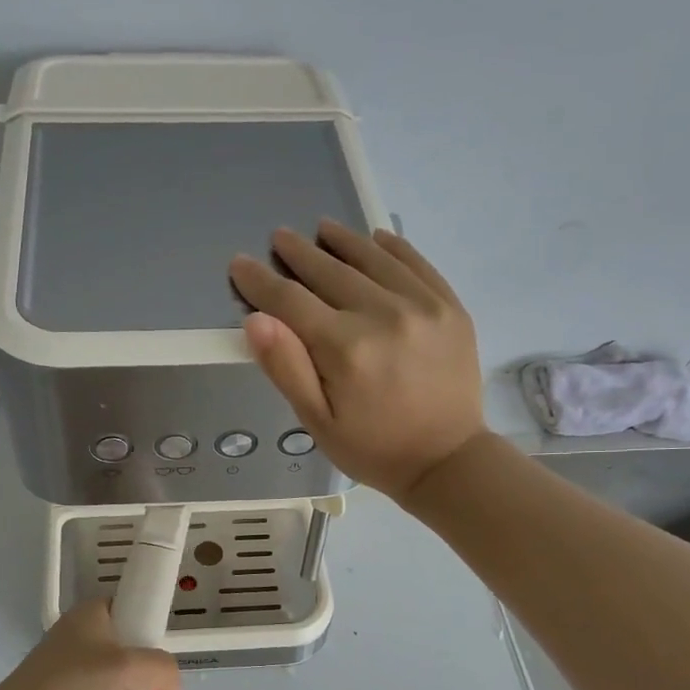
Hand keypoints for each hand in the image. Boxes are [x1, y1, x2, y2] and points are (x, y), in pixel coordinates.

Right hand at [229, 220, 488, 499]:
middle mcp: (383, 315)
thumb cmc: (373, 448)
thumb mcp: (318, 422)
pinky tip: (376, 239)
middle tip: (280, 237)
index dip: (260, 281)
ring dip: (343, 241)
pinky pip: (416, 264)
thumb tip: (256, 319)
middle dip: (299, 254)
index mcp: (345, 348)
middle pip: (330, 272)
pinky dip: (393, 248)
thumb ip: (286, 368)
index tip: (240, 264)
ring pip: (373, 259)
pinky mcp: (450, 307)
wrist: (447, 461)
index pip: (290, 301)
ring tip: (322, 228)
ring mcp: (422, 306)